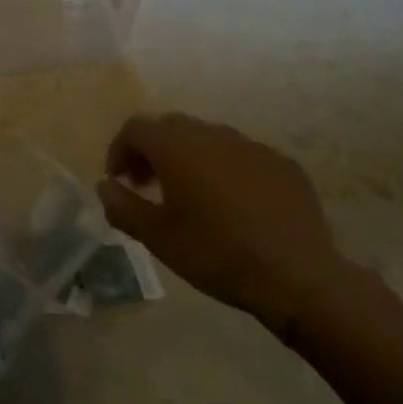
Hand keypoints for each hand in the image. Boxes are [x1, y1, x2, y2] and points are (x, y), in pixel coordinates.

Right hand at [98, 113, 352, 335]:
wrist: (297, 277)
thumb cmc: (216, 254)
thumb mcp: (158, 237)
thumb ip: (123, 206)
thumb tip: (105, 185)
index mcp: (178, 148)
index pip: (136, 128)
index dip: (120, 150)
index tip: (119, 181)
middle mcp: (213, 135)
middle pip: (171, 127)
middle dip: (152, 150)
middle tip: (148, 186)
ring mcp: (252, 146)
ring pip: (208, 137)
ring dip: (189, 156)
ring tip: (191, 195)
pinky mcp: (282, 163)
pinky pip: (242, 154)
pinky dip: (225, 168)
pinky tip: (233, 203)